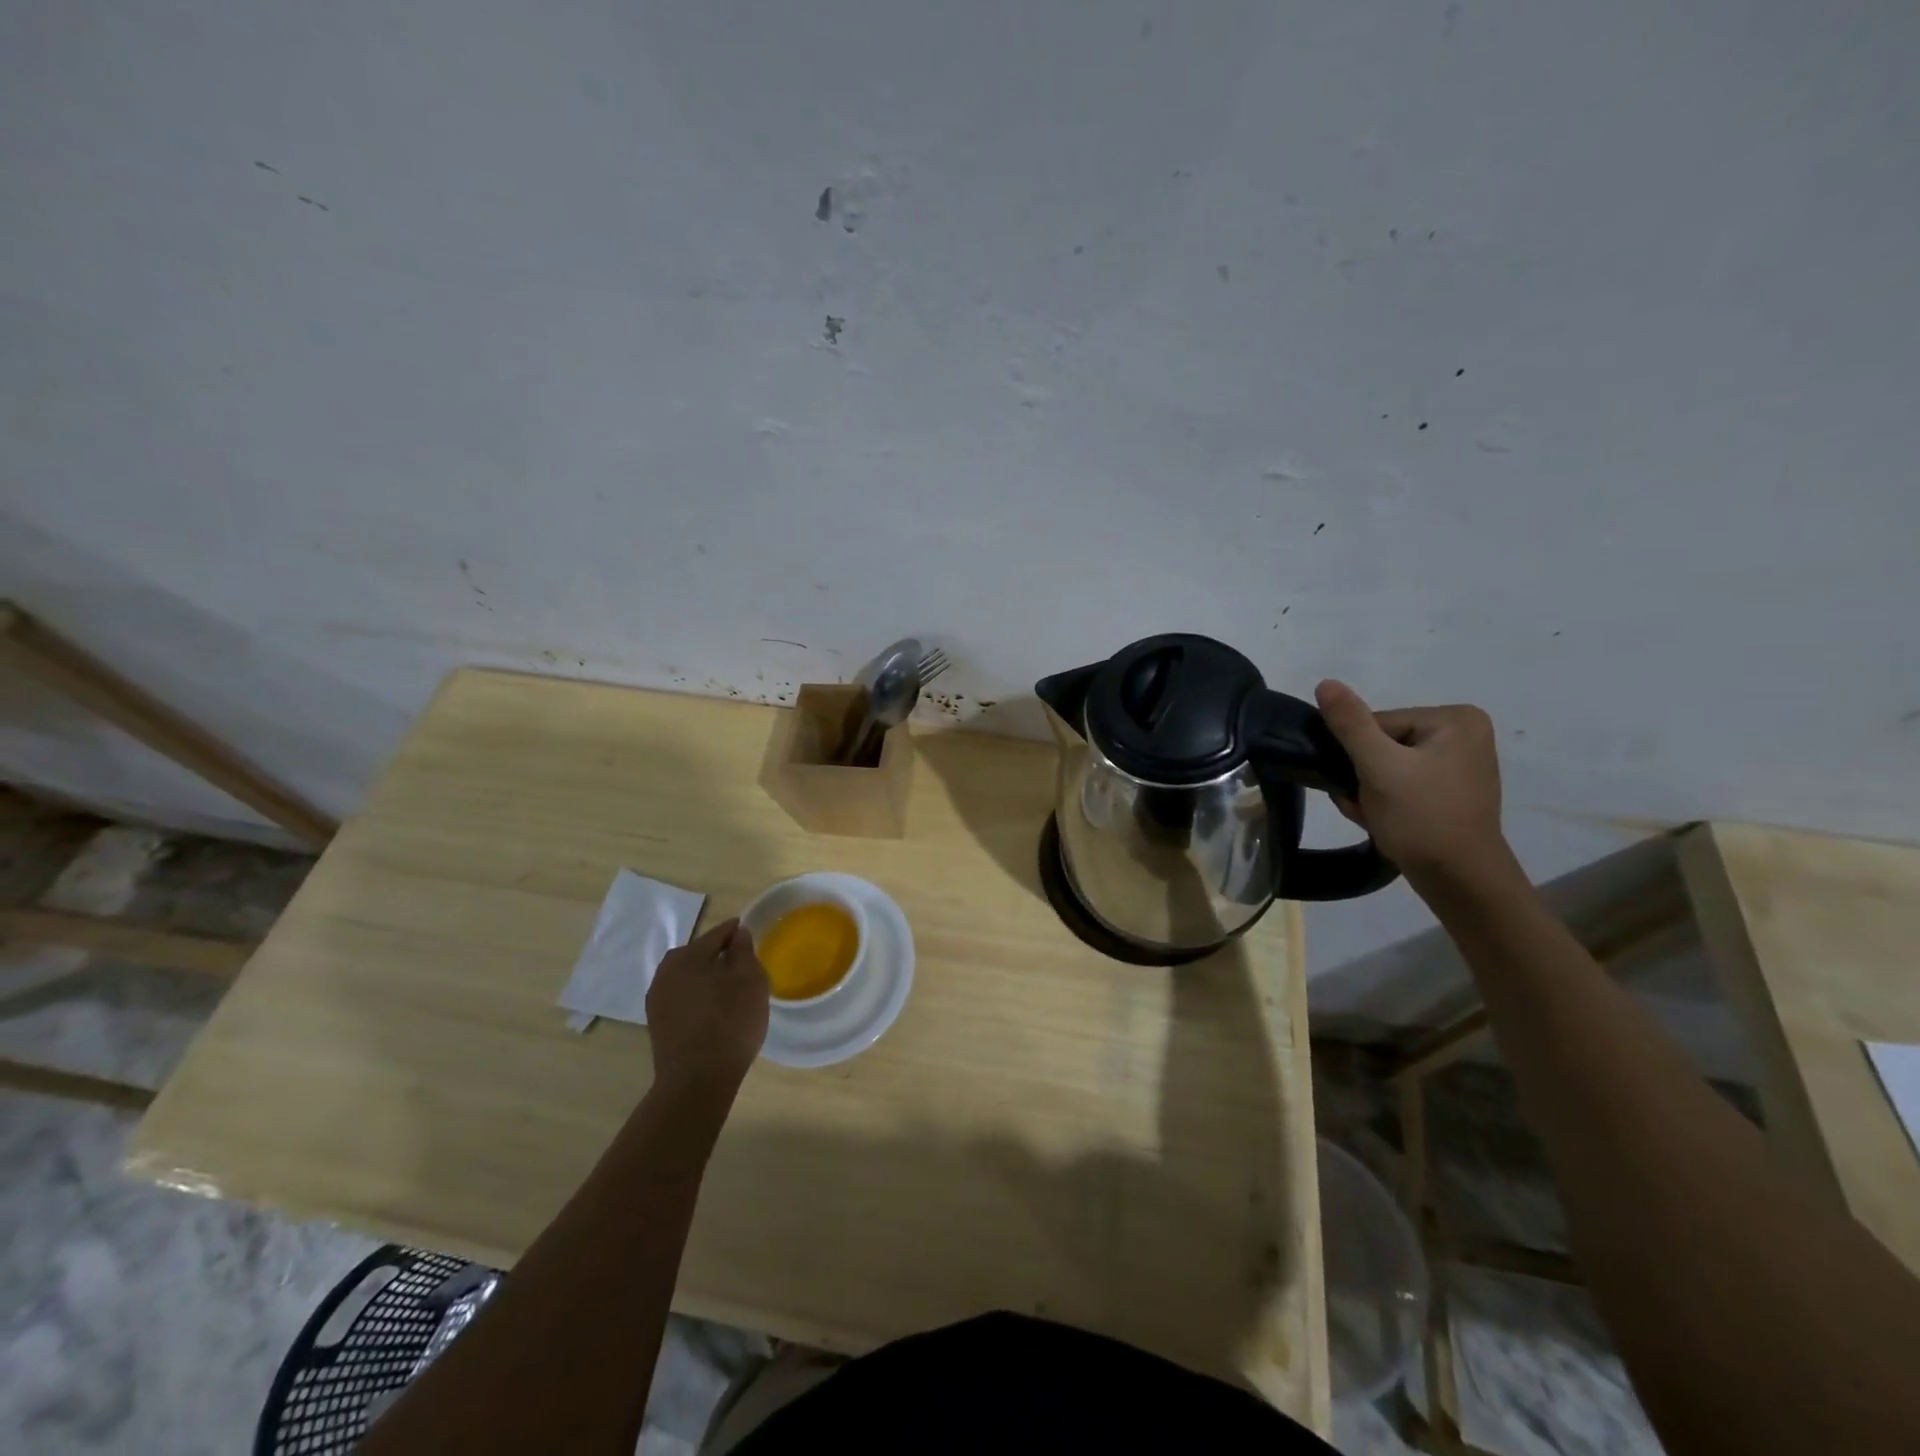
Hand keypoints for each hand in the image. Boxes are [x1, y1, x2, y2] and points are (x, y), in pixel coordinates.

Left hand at [645, 917, 769, 1101]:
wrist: (696, 1082)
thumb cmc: (729, 1023)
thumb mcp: (750, 980)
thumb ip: (744, 951)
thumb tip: (737, 933)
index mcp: (686, 956)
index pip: (716, 934)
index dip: (735, 932)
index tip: (748, 932)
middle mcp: (665, 972)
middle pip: (698, 954)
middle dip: (719, 955)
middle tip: (742, 963)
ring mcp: (657, 1000)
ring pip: (689, 977)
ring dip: (707, 978)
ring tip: (730, 989)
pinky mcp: (658, 1024)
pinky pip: (683, 998)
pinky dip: (699, 997)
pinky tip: (714, 1010)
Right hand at [1314, 679, 1514, 886]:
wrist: (1460, 882)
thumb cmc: (1422, 818)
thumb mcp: (1379, 767)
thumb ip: (1350, 724)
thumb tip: (1325, 683)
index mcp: (1454, 720)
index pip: (1378, 723)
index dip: (1357, 755)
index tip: (1358, 785)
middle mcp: (1463, 735)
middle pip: (1381, 744)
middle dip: (1362, 776)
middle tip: (1363, 804)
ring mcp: (1458, 765)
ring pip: (1386, 767)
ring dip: (1367, 792)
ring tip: (1372, 815)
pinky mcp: (1449, 792)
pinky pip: (1401, 784)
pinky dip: (1383, 802)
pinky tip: (1381, 821)